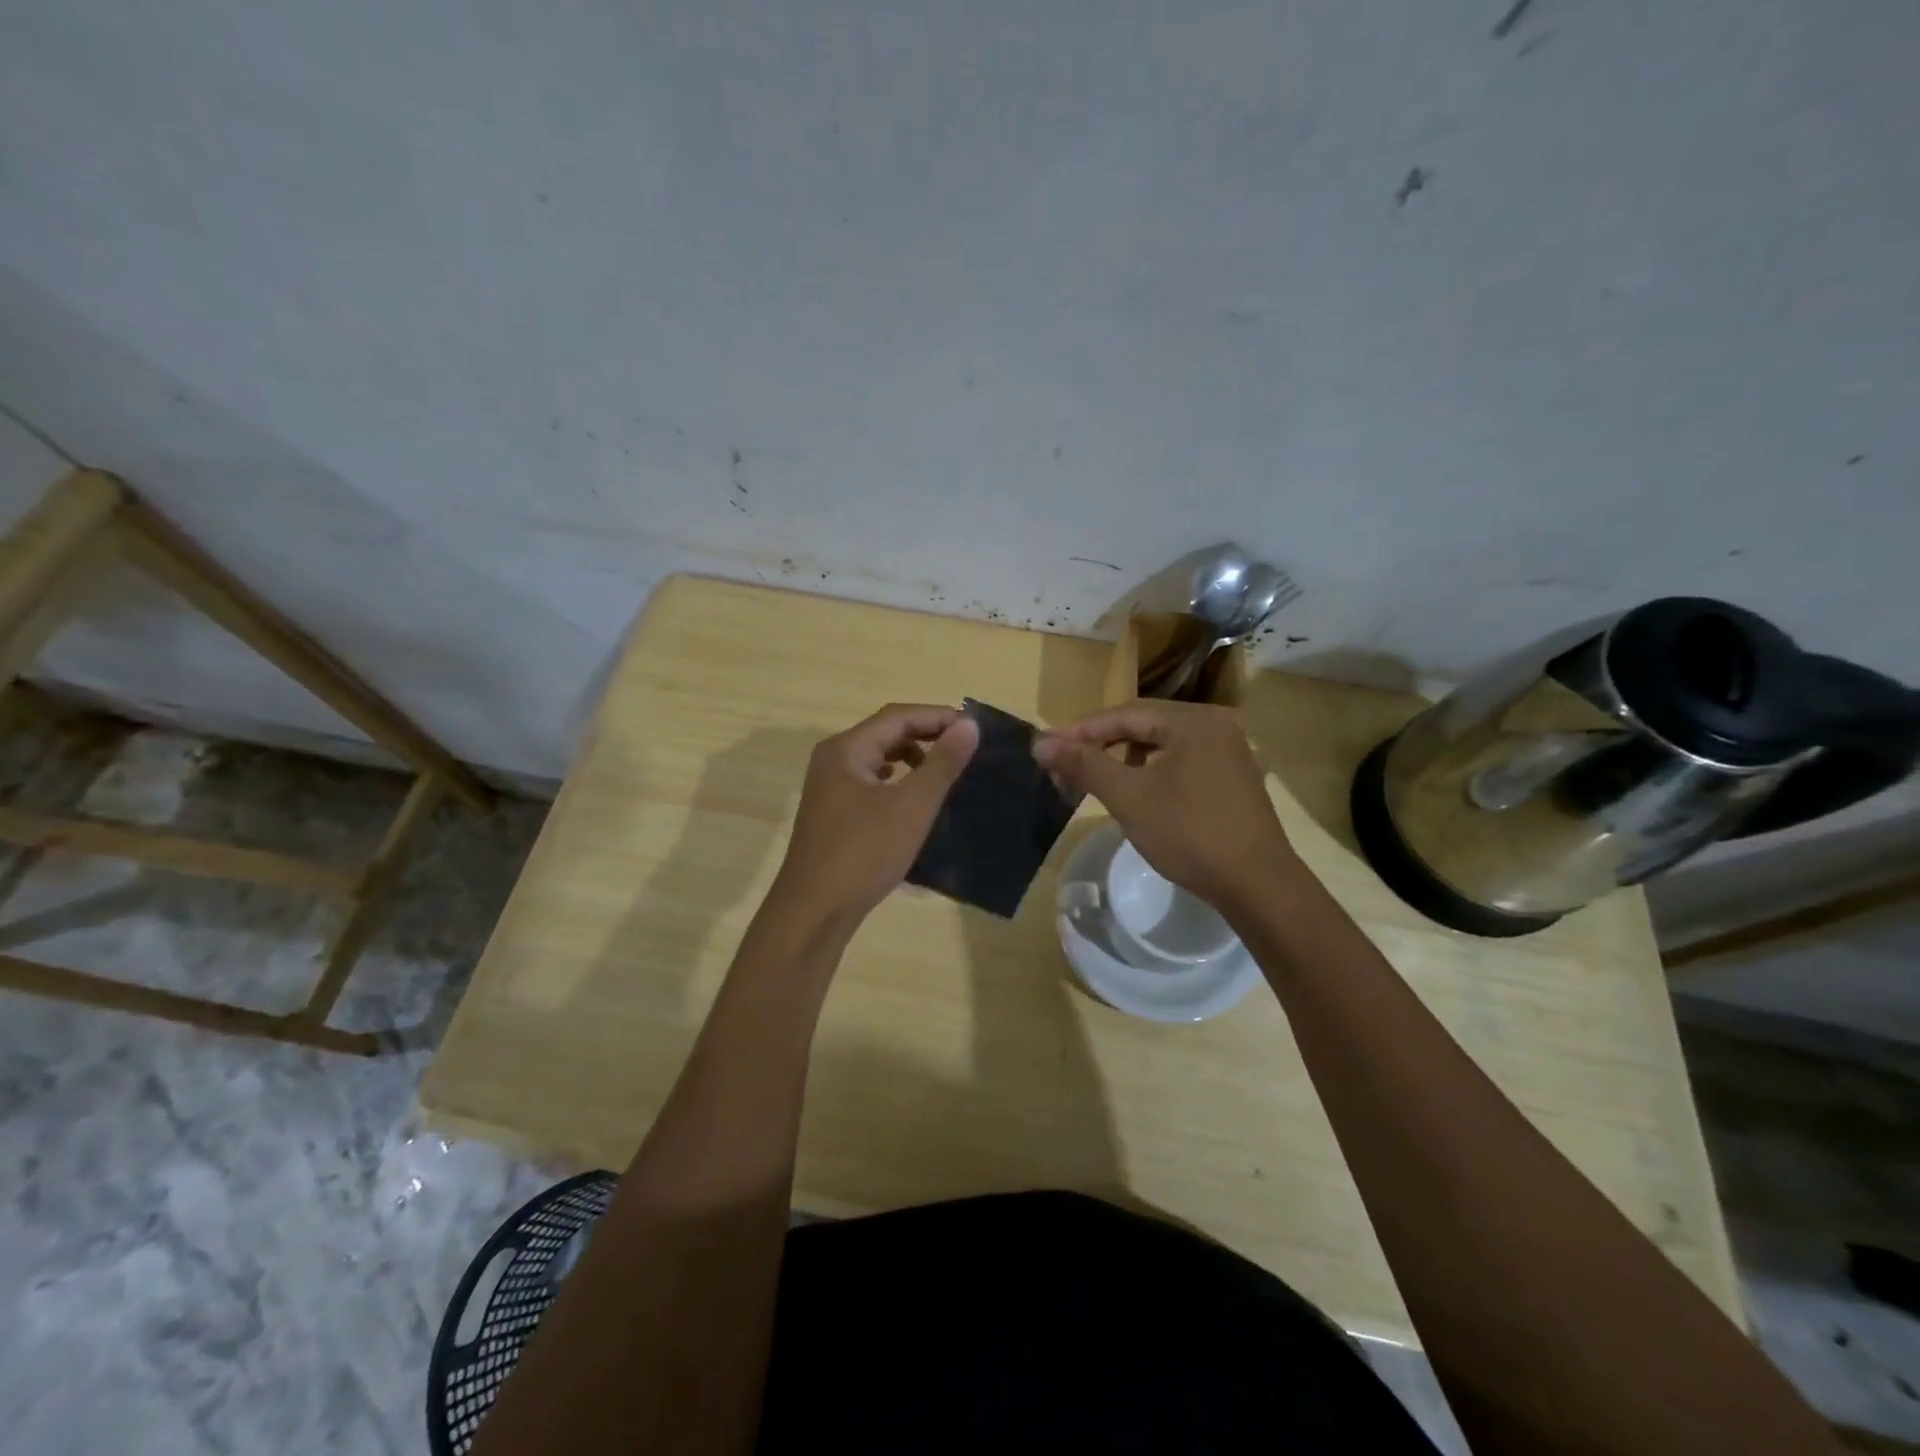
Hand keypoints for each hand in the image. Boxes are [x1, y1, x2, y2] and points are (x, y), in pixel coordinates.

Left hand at [770, 704, 978, 924]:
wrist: (814, 911)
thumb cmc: (864, 853)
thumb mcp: (911, 806)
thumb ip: (942, 763)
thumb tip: (968, 725)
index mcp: (846, 749)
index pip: (898, 716)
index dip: (938, 717)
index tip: (974, 729)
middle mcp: (833, 760)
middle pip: (886, 733)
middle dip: (926, 735)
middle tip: (965, 747)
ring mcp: (829, 788)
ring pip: (878, 758)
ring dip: (912, 758)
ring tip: (944, 772)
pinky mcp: (833, 813)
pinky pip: (871, 783)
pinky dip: (897, 781)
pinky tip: (913, 799)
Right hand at [1034, 699, 1294, 911]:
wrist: (1258, 886)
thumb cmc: (1190, 834)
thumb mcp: (1129, 797)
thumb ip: (1084, 765)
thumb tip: (1040, 742)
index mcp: (1193, 720)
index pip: (1124, 714)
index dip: (1080, 731)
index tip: (1045, 747)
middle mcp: (1214, 726)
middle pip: (1143, 726)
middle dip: (1100, 744)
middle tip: (1064, 765)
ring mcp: (1228, 753)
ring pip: (1161, 746)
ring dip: (1124, 759)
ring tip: (1095, 780)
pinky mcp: (1232, 780)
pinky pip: (1180, 763)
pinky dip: (1150, 773)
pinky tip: (1136, 794)